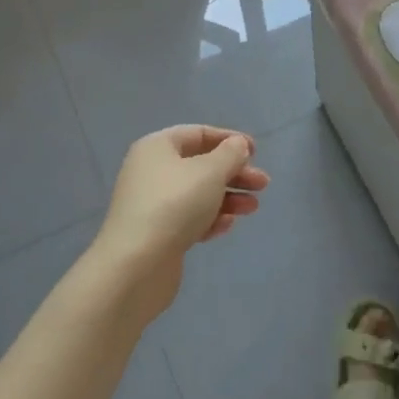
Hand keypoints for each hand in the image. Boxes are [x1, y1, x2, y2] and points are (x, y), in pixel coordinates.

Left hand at [91, 125, 268, 322]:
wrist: (136, 265)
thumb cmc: (175, 205)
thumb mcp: (210, 172)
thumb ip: (230, 154)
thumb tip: (237, 145)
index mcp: (157, 147)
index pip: (198, 134)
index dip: (229, 139)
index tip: (255, 152)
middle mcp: (151, 172)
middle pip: (200, 165)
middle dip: (234, 173)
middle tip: (262, 184)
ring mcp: (152, 204)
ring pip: (198, 194)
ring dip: (227, 198)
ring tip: (252, 208)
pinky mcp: (156, 234)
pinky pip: (189, 219)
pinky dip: (210, 219)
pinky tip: (225, 226)